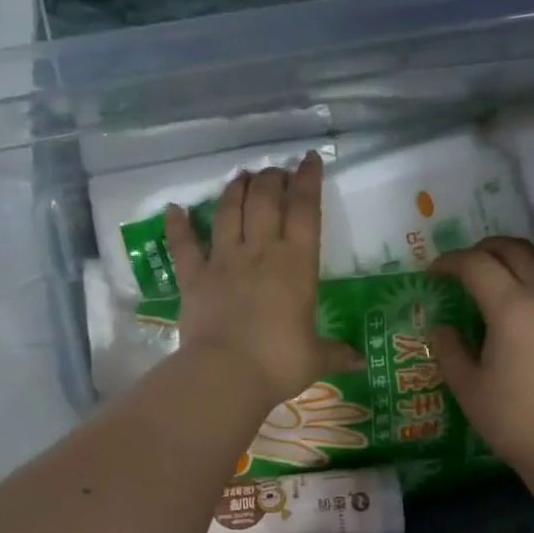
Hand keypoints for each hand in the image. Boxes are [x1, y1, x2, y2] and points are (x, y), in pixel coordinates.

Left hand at [167, 151, 361, 409]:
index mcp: (296, 264)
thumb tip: (360, 361)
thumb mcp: (316, 358)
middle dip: (271, 179)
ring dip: (235, 189)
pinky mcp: (194, 278)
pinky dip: (177, 226)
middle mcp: (260, 252)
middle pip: (264, 200)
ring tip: (241, 176)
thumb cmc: (280, 362)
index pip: (305, 210)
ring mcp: (224, 261)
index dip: (308, 180)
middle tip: (275, 172)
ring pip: (228, 212)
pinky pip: (183, 246)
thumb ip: (337, 353)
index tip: (309, 159)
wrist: (228, 373)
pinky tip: (173, 209)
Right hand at [430, 237, 533, 475]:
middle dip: (483, 250)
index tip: (433, 273)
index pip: (476, 265)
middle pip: (515, 250)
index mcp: (512, 307)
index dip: (450, 262)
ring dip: (521, 254)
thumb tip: (443, 329)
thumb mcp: (468, 389)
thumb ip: (450, 351)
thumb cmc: (516, 421)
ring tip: (504, 268)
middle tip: (463, 267)